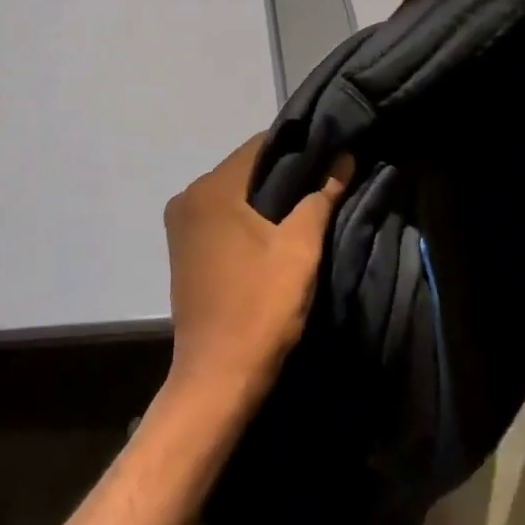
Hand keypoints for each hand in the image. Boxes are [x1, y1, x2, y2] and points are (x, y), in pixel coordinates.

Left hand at [162, 136, 352, 406]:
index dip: (299, 147)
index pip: (260, 146)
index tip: (331, 153)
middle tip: (327, 179)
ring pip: (235, 194)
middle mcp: (187, 198)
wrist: (218, 378)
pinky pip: (223, 217)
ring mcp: (182, 225)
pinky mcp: (185, 250)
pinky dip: (249, 217)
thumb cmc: (260, 307)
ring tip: (310, 203)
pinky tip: (278, 230)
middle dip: (286, 173)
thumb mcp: (300, 248)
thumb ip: (320, 196)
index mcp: (210, 190)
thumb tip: (342, 157)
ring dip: (269, 197)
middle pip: (246, 169)